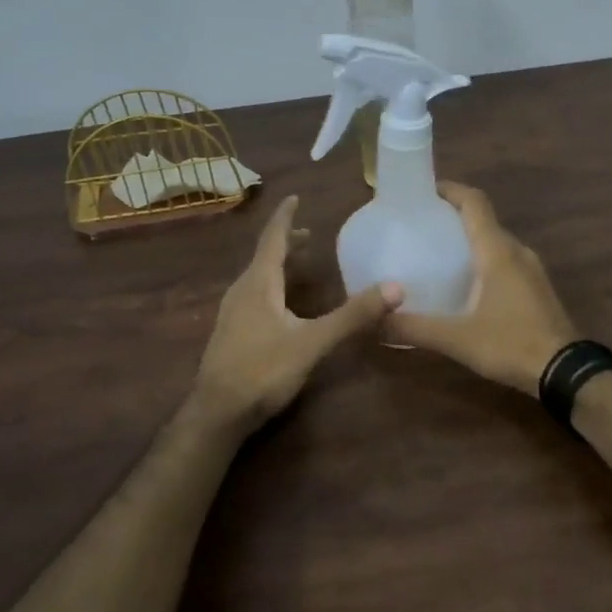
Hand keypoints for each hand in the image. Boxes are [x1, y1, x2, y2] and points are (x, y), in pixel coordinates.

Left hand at [187, 195, 398, 436]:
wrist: (216, 414)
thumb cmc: (262, 371)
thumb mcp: (313, 343)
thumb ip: (352, 316)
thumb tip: (395, 287)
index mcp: (258, 284)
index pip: (273, 239)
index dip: (285, 217)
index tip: (295, 197)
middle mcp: (242, 291)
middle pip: (265, 256)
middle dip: (286, 242)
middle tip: (310, 235)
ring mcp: (232, 313)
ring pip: (258, 277)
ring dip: (278, 265)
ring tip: (300, 264)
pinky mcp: (231, 333)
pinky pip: (254, 295)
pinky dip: (272, 286)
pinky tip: (282, 306)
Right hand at [386, 183, 578, 395]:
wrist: (565, 372)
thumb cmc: (510, 344)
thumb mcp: (456, 339)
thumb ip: (414, 327)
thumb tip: (374, 320)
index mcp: (497, 251)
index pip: (474, 202)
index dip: (450, 189)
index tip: (423, 190)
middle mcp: (516, 251)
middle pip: (483, 220)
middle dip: (453, 216)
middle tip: (421, 226)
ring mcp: (531, 269)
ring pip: (496, 241)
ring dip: (469, 239)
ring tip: (437, 252)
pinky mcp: (537, 288)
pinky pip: (505, 260)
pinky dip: (483, 259)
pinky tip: (465, 283)